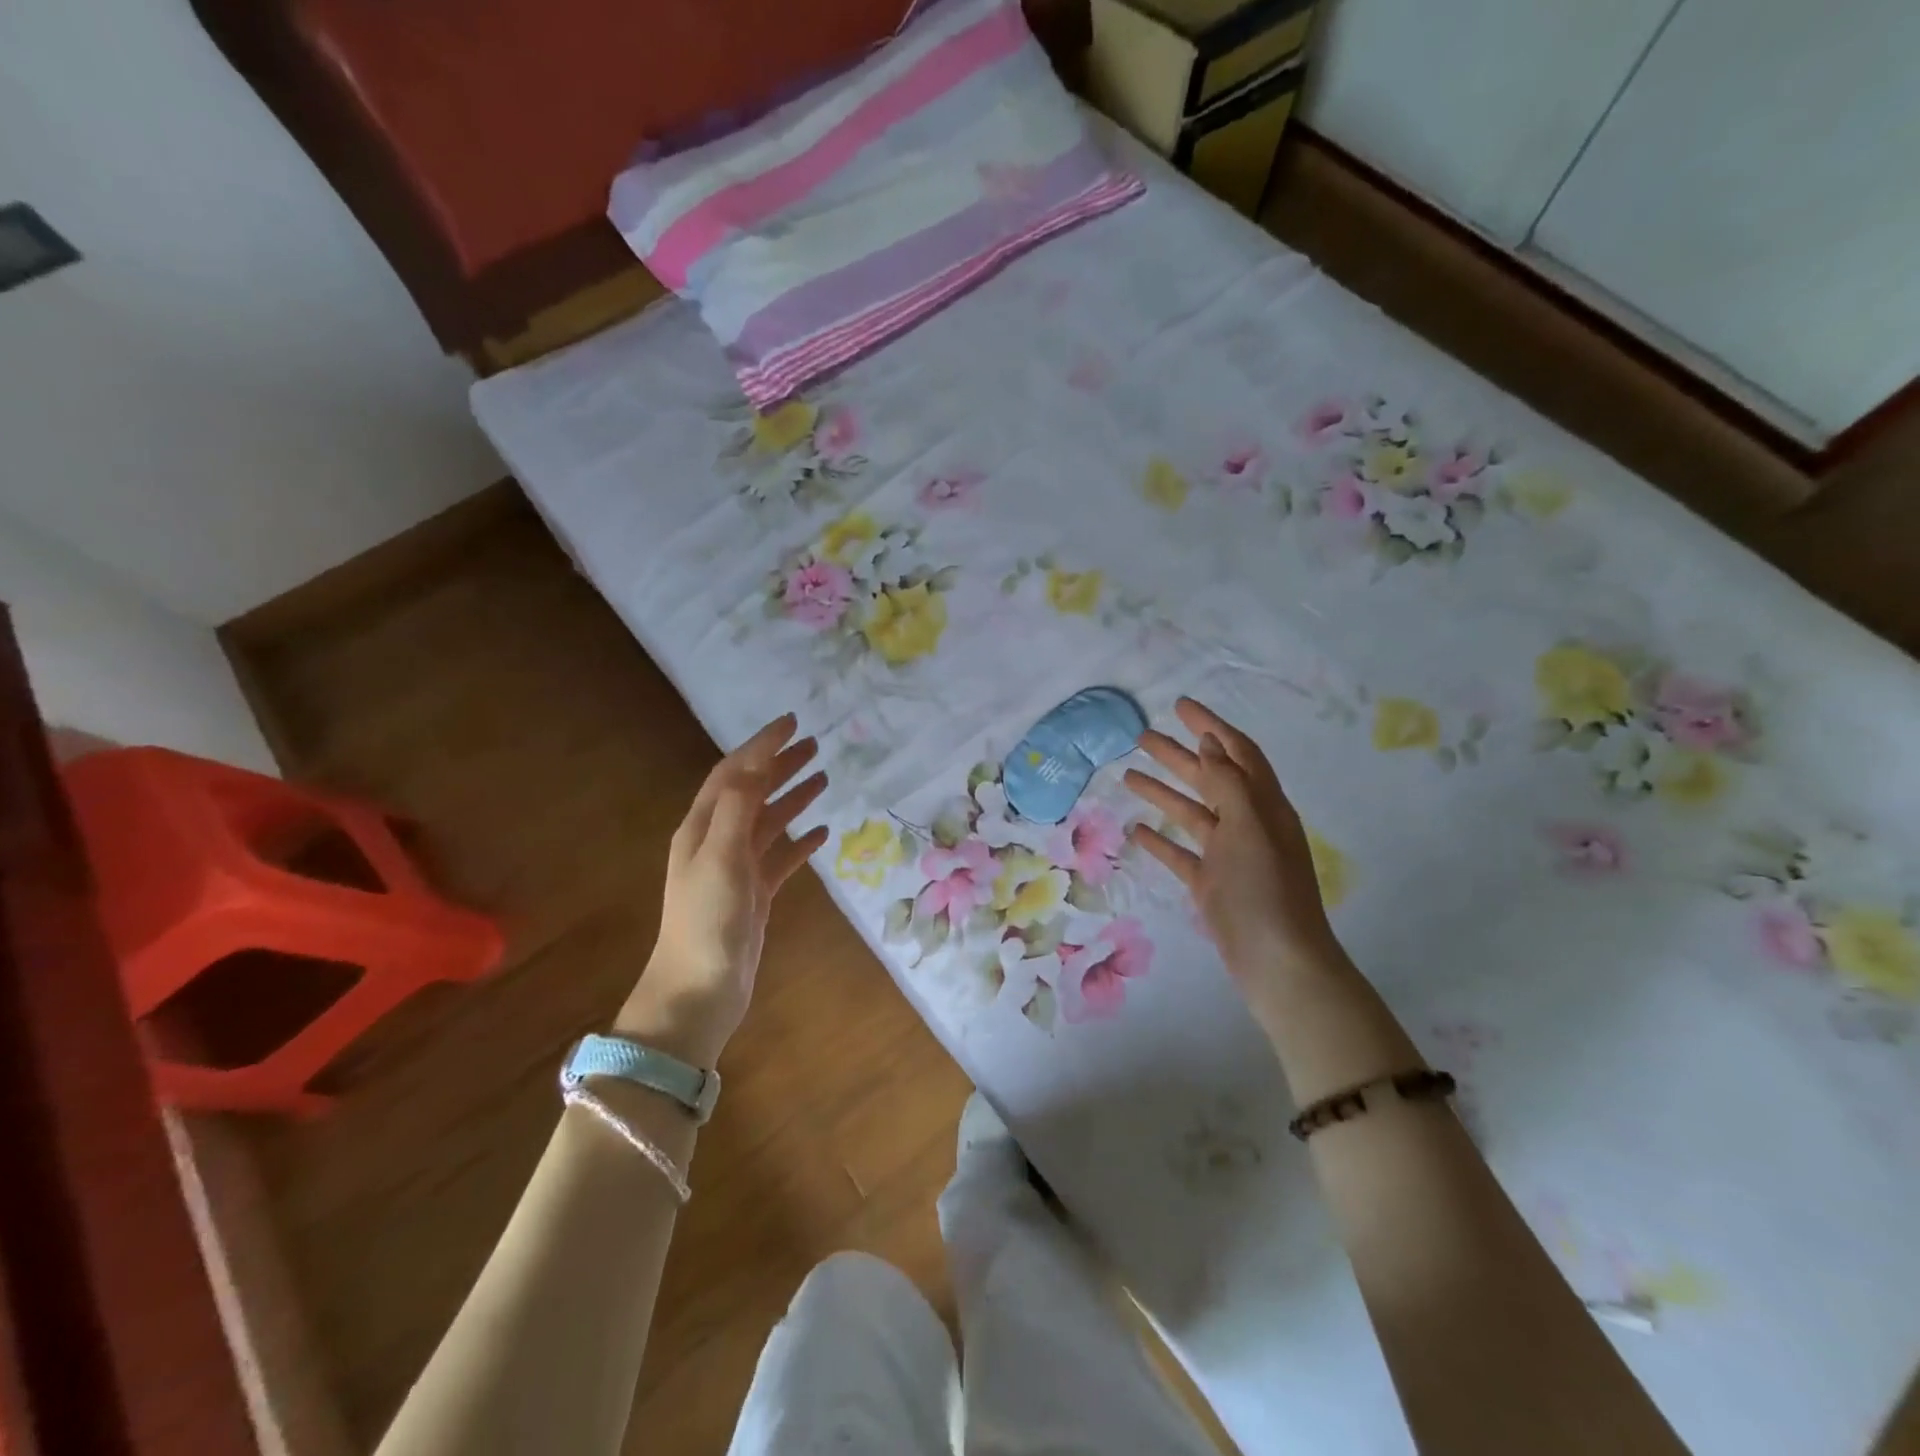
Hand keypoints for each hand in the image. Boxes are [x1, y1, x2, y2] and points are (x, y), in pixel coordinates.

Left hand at [616, 714, 827, 1065]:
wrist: (697, 993)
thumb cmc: (706, 923)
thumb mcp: (720, 859)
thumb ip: (738, 809)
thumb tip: (755, 763)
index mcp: (703, 828)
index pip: (733, 773)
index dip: (760, 745)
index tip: (792, 722)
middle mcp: (717, 842)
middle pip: (752, 791)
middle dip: (780, 765)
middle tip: (815, 745)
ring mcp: (736, 869)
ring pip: (769, 822)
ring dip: (793, 798)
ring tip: (824, 778)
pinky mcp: (754, 895)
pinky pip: (781, 857)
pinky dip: (801, 842)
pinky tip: (822, 834)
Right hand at [1123, 698, 1348, 1001]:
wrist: (1277, 961)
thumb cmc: (1266, 889)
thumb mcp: (1249, 826)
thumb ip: (1228, 782)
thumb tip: (1209, 742)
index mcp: (1264, 806)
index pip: (1236, 753)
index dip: (1211, 726)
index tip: (1180, 705)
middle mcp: (1247, 824)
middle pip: (1209, 778)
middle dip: (1178, 755)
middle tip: (1142, 737)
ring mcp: (1228, 855)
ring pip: (1191, 813)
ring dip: (1163, 792)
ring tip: (1127, 775)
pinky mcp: (1211, 884)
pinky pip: (1181, 853)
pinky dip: (1160, 840)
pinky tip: (1136, 831)